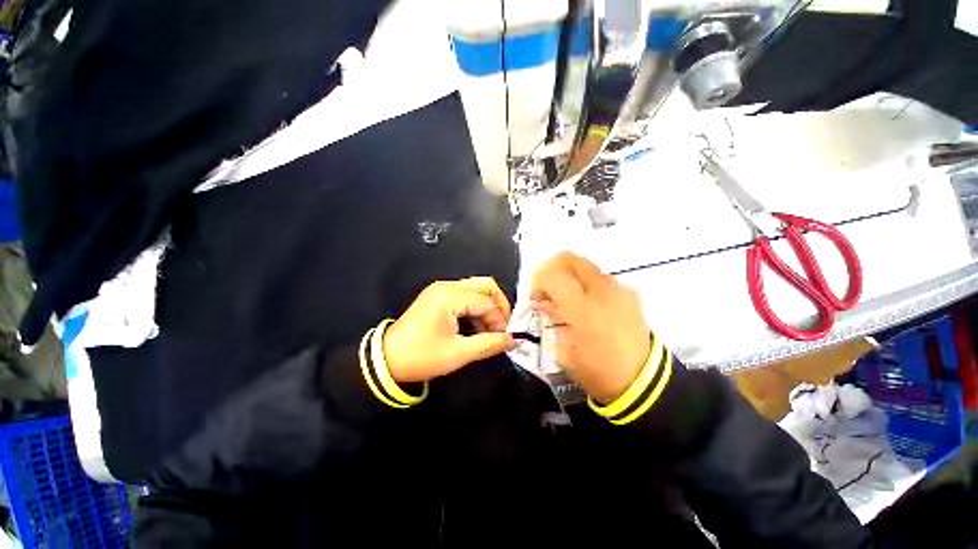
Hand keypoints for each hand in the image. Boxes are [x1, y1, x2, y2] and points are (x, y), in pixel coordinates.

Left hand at [383, 277, 516, 382]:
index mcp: (450, 296)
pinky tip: (476, 326)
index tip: (505, 337)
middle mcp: (447, 286)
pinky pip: (465, 296)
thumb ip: (490, 344)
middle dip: (498, 305)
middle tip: (502, 327)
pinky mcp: (437, 296)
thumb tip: (513, 340)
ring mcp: (441, 289)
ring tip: (489, 331)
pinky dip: (475, 308)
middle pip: (484, 285)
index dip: (500, 319)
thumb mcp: (458, 353)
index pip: (486, 302)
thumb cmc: (421, 356)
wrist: (386, 360)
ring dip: (487, 307)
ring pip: (476, 289)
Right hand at [531, 252, 650, 403]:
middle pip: (569, 259)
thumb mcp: (565, 350)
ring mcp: (619, 289)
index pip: (553, 275)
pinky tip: (586, 304)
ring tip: (566, 297)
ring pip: (585, 265)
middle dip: (551, 268)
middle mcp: (602, 292)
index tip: (535, 296)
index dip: (538, 280)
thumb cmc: (598, 371)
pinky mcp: (629, 293)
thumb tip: (544, 301)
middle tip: (547, 288)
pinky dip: (585, 284)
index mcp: (583, 310)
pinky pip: (600, 278)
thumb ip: (552, 318)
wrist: (642, 381)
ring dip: (568, 276)